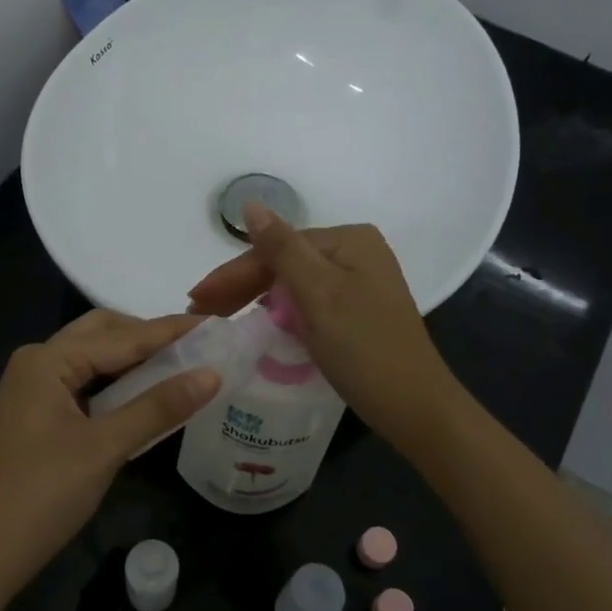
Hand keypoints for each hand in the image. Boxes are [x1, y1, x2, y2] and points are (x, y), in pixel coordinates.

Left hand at [0, 311, 220, 603]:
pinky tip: (143, 395)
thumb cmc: (42, 495)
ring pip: (91, 359)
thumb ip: (158, 407)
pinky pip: (82, 384)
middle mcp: (37, 363)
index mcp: (48, 360)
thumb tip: (212, 375)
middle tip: (196, 346)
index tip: (215, 322)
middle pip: (102, 334)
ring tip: (179, 366)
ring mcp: (32, 389)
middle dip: (148, 337)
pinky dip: (115, 384)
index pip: (123, 336)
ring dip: (132, 360)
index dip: (171, 331)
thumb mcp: (105, 448)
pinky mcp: (34, 415)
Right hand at [188, 202, 461, 452]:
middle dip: (241, 287)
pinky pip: (309, 303)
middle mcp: (356, 253)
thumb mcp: (318, 294)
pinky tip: (259, 324)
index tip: (196, 299)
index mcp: (349, 240)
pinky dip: (281, 313)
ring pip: (294, 284)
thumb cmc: (364, 348)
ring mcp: (360, 283)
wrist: (415, 406)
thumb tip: (250, 203)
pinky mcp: (358, 311)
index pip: (276, 248)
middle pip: (285, 263)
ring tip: (219, 319)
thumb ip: (281, 249)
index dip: (233, 273)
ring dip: (256, 300)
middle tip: (200, 312)